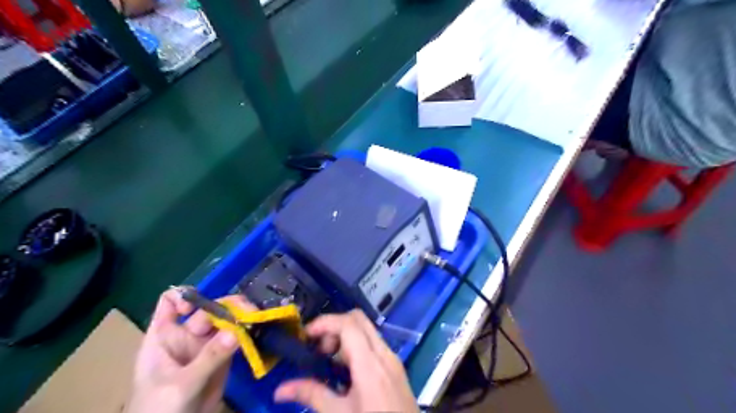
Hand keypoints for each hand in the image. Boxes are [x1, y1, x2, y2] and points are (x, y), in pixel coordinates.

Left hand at [125, 288, 254, 411]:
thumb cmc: (160, 409)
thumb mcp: (181, 384)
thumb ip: (209, 358)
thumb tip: (236, 331)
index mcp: (164, 336)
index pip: (171, 302)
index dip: (185, 297)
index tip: (199, 306)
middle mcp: (187, 335)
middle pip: (208, 309)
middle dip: (229, 306)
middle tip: (250, 311)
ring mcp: (206, 345)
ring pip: (226, 321)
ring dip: (242, 317)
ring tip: (258, 318)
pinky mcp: (224, 356)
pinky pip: (237, 337)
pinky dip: (248, 332)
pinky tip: (259, 329)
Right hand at [273, 310, 416, 412]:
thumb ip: (312, 395)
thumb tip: (281, 389)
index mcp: (370, 364)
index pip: (348, 324)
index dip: (324, 323)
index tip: (305, 336)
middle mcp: (384, 353)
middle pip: (358, 319)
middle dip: (334, 326)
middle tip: (318, 348)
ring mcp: (392, 359)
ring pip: (366, 330)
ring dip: (344, 336)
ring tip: (328, 360)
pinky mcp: (395, 367)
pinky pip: (373, 344)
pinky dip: (356, 346)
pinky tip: (345, 370)